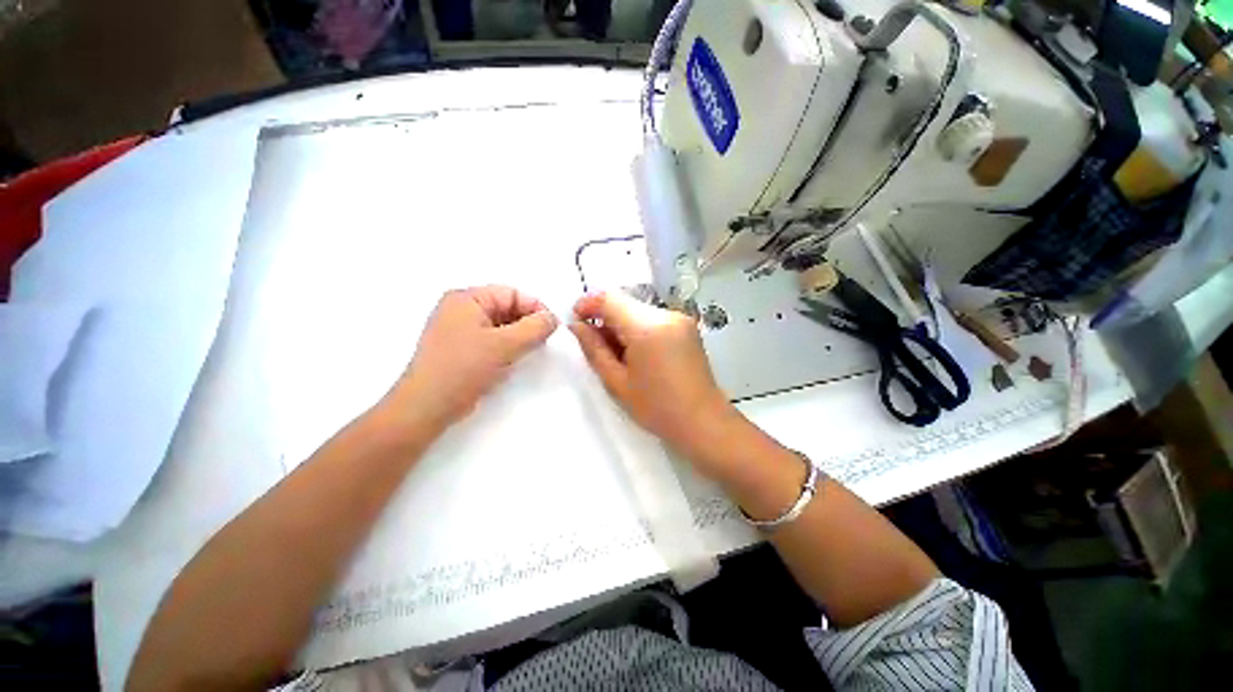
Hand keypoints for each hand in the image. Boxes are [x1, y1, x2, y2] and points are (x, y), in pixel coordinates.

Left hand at [383, 286, 557, 429]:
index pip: (512, 293)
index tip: (551, 328)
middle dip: (527, 324)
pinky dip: (505, 347)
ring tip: (528, 353)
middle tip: (542, 342)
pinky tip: (511, 361)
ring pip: (499, 326)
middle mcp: (460, 309)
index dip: (535, 308)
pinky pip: (490, 340)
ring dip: (518, 337)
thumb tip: (552, 319)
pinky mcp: (459, 349)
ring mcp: (457, 329)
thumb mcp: (506, 345)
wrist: (427, 406)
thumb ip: (535, 328)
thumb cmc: (465, 368)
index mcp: (467, 298)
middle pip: (506, 308)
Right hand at [569, 291, 735, 467]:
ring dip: (622, 325)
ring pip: (638, 311)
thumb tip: (576, 326)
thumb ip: (594, 349)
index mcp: (647, 327)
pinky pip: (653, 319)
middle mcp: (666, 314)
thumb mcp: (617, 382)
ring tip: (618, 355)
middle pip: (625, 304)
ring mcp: (680, 318)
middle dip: (605, 318)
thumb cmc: (657, 408)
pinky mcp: (687, 327)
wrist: (703, 422)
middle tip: (595, 346)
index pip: (609, 299)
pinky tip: (638, 354)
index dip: (587, 304)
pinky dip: (639, 329)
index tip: (575, 321)